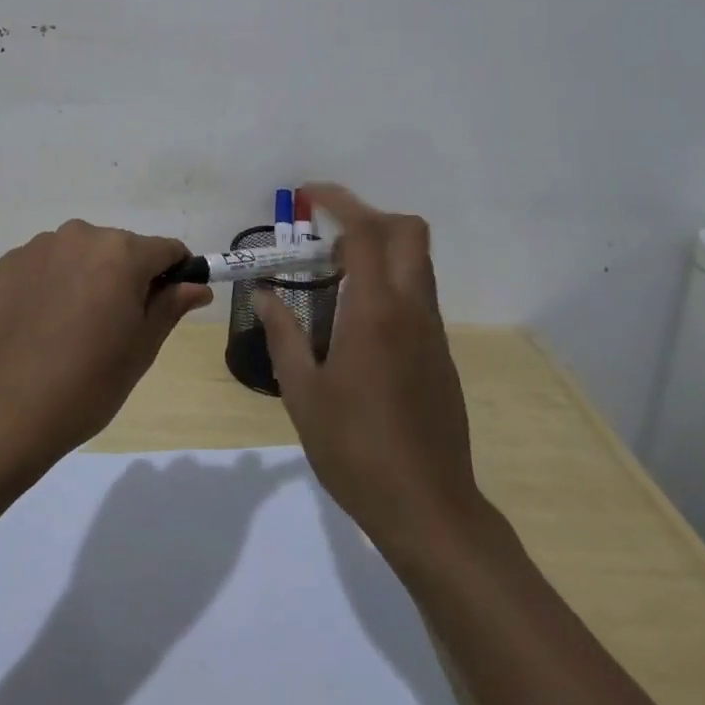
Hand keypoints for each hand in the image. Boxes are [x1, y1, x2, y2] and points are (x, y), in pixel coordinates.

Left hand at [0, 220, 212, 477]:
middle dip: (127, 276)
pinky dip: (53, 283)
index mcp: (122, 252)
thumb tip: (197, 286)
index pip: (166, 249)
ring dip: (88, 276)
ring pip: (81, 253)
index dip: (175, 274)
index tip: (168, 304)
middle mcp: (81, 235)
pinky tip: (44, 323)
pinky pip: (46, 264)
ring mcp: (40, 246)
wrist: (5, 411)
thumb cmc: (88, 383)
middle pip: (121, 248)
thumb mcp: (142, 348)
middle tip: (117, 325)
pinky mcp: (8, 263)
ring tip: (75, 326)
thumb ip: (171, 306)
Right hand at [253, 183, 488, 559]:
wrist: (429, 509)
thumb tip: (264, 294)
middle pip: (408, 231)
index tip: (308, 195)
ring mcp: (432, 331)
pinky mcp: (440, 353)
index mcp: (375, 312)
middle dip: (368, 217)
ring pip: (416, 262)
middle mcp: (412, 309)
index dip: (338, 201)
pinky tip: (355, 323)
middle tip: (327, 238)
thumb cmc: (356, 450)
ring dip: (379, 250)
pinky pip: (417, 294)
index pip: (365, 231)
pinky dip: (388, 282)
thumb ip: (283, 335)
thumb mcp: (303, 393)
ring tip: (333, 279)